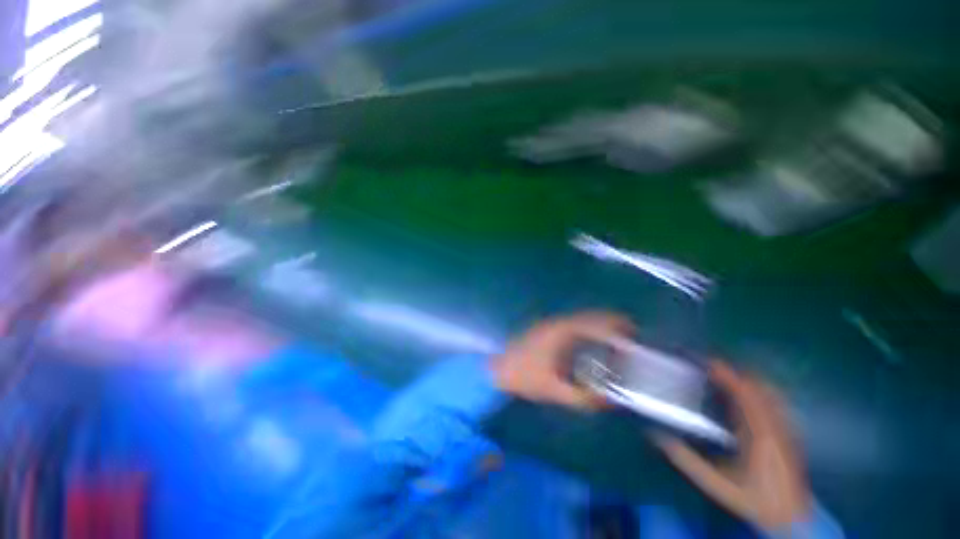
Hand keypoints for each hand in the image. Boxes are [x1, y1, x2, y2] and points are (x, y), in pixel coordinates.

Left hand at [492, 312, 633, 407]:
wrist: (496, 368)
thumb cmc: (523, 376)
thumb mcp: (555, 390)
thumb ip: (584, 397)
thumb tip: (612, 400)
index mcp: (561, 332)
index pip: (594, 321)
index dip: (615, 324)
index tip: (634, 331)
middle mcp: (557, 323)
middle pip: (590, 317)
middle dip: (611, 325)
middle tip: (629, 338)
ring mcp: (550, 325)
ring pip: (581, 321)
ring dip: (599, 328)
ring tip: (615, 343)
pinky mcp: (546, 331)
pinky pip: (573, 327)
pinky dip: (587, 332)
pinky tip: (592, 347)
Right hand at [653, 362, 810, 531]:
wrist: (793, 521)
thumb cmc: (755, 500)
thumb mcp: (717, 484)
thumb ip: (686, 460)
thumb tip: (656, 435)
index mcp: (758, 432)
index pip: (742, 390)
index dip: (722, 372)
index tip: (702, 361)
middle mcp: (774, 423)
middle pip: (756, 384)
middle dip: (732, 370)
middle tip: (706, 366)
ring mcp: (784, 427)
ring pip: (767, 390)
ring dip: (744, 378)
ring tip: (721, 376)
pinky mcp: (787, 433)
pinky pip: (772, 400)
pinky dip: (756, 390)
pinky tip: (744, 397)